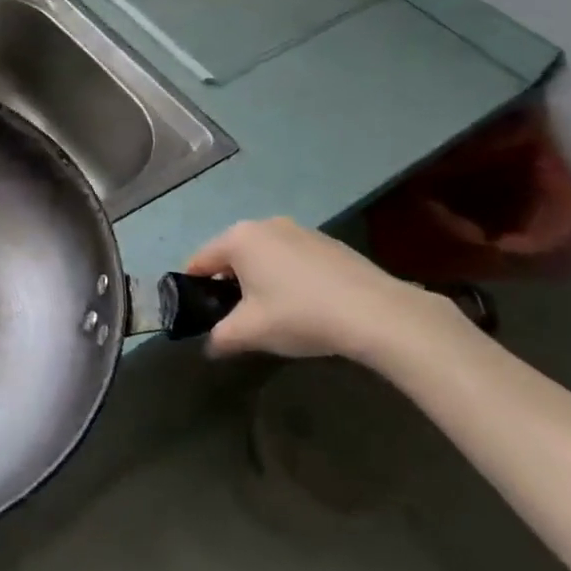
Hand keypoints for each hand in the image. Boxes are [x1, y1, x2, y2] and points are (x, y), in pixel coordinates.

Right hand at [184, 217, 461, 363]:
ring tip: (274, 314)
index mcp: (238, 238)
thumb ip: (220, 337)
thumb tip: (210, 346)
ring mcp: (300, 230)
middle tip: (237, 318)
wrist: (377, 314)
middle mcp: (264, 224)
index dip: (193, 288)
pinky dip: (289, 278)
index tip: (199, 314)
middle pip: (232, 256)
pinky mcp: (329, 243)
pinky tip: (306, 306)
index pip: (199, 261)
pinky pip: (293, 259)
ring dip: (260, 280)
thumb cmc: (300, 315)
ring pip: (264, 256)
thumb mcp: (250, 332)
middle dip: (229, 285)